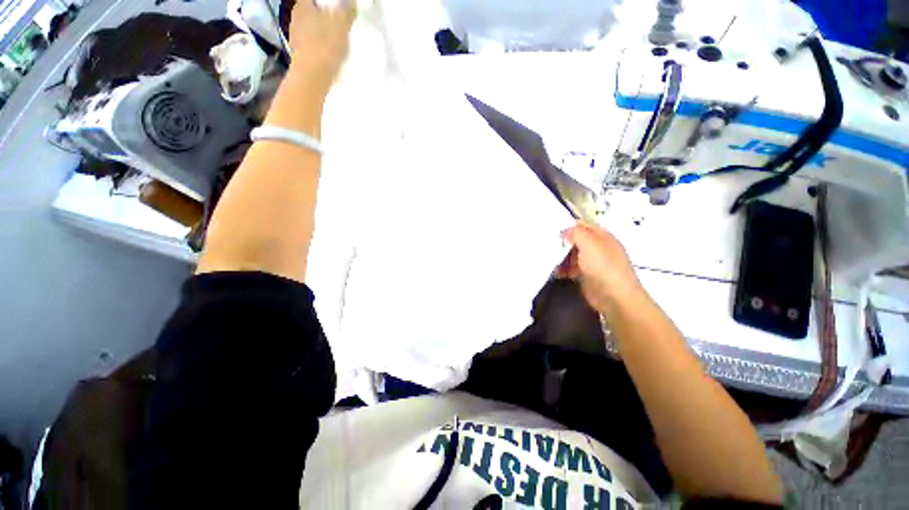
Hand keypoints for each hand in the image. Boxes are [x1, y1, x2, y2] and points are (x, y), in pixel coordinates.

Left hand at [288, 0, 355, 83]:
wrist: (313, 76)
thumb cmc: (325, 45)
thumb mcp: (341, 25)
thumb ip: (346, 11)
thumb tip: (351, 2)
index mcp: (302, 6)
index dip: (324, 3)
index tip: (335, 8)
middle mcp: (295, 17)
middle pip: (309, 11)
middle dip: (321, 15)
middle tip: (336, 21)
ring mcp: (295, 36)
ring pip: (308, 28)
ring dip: (319, 31)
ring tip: (333, 39)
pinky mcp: (298, 54)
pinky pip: (309, 44)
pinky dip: (318, 45)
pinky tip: (327, 53)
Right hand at [556, 222, 646, 315]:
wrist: (614, 297)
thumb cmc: (603, 267)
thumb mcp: (589, 244)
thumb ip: (576, 233)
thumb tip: (564, 231)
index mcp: (602, 237)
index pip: (583, 226)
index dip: (568, 226)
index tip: (552, 229)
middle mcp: (597, 248)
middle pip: (575, 241)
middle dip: (562, 243)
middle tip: (548, 245)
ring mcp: (592, 263)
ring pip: (571, 255)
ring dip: (560, 257)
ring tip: (550, 261)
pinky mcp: (586, 276)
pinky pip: (571, 269)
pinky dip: (563, 269)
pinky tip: (556, 272)